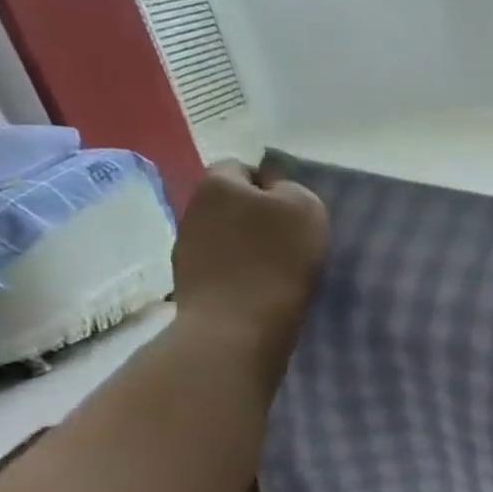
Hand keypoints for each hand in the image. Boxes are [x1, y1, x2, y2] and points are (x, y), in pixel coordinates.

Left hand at [173, 163, 328, 367]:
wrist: (239, 323)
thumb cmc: (278, 258)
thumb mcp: (306, 208)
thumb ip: (292, 188)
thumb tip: (275, 192)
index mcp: (218, 183)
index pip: (243, 167)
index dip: (271, 184)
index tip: (294, 210)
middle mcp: (194, 207)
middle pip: (232, 202)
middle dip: (257, 214)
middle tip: (290, 238)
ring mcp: (186, 245)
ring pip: (227, 233)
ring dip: (248, 244)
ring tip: (278, 266)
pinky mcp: (189, 278)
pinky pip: (222, 263)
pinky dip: (240, 270)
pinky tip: (260, 286)